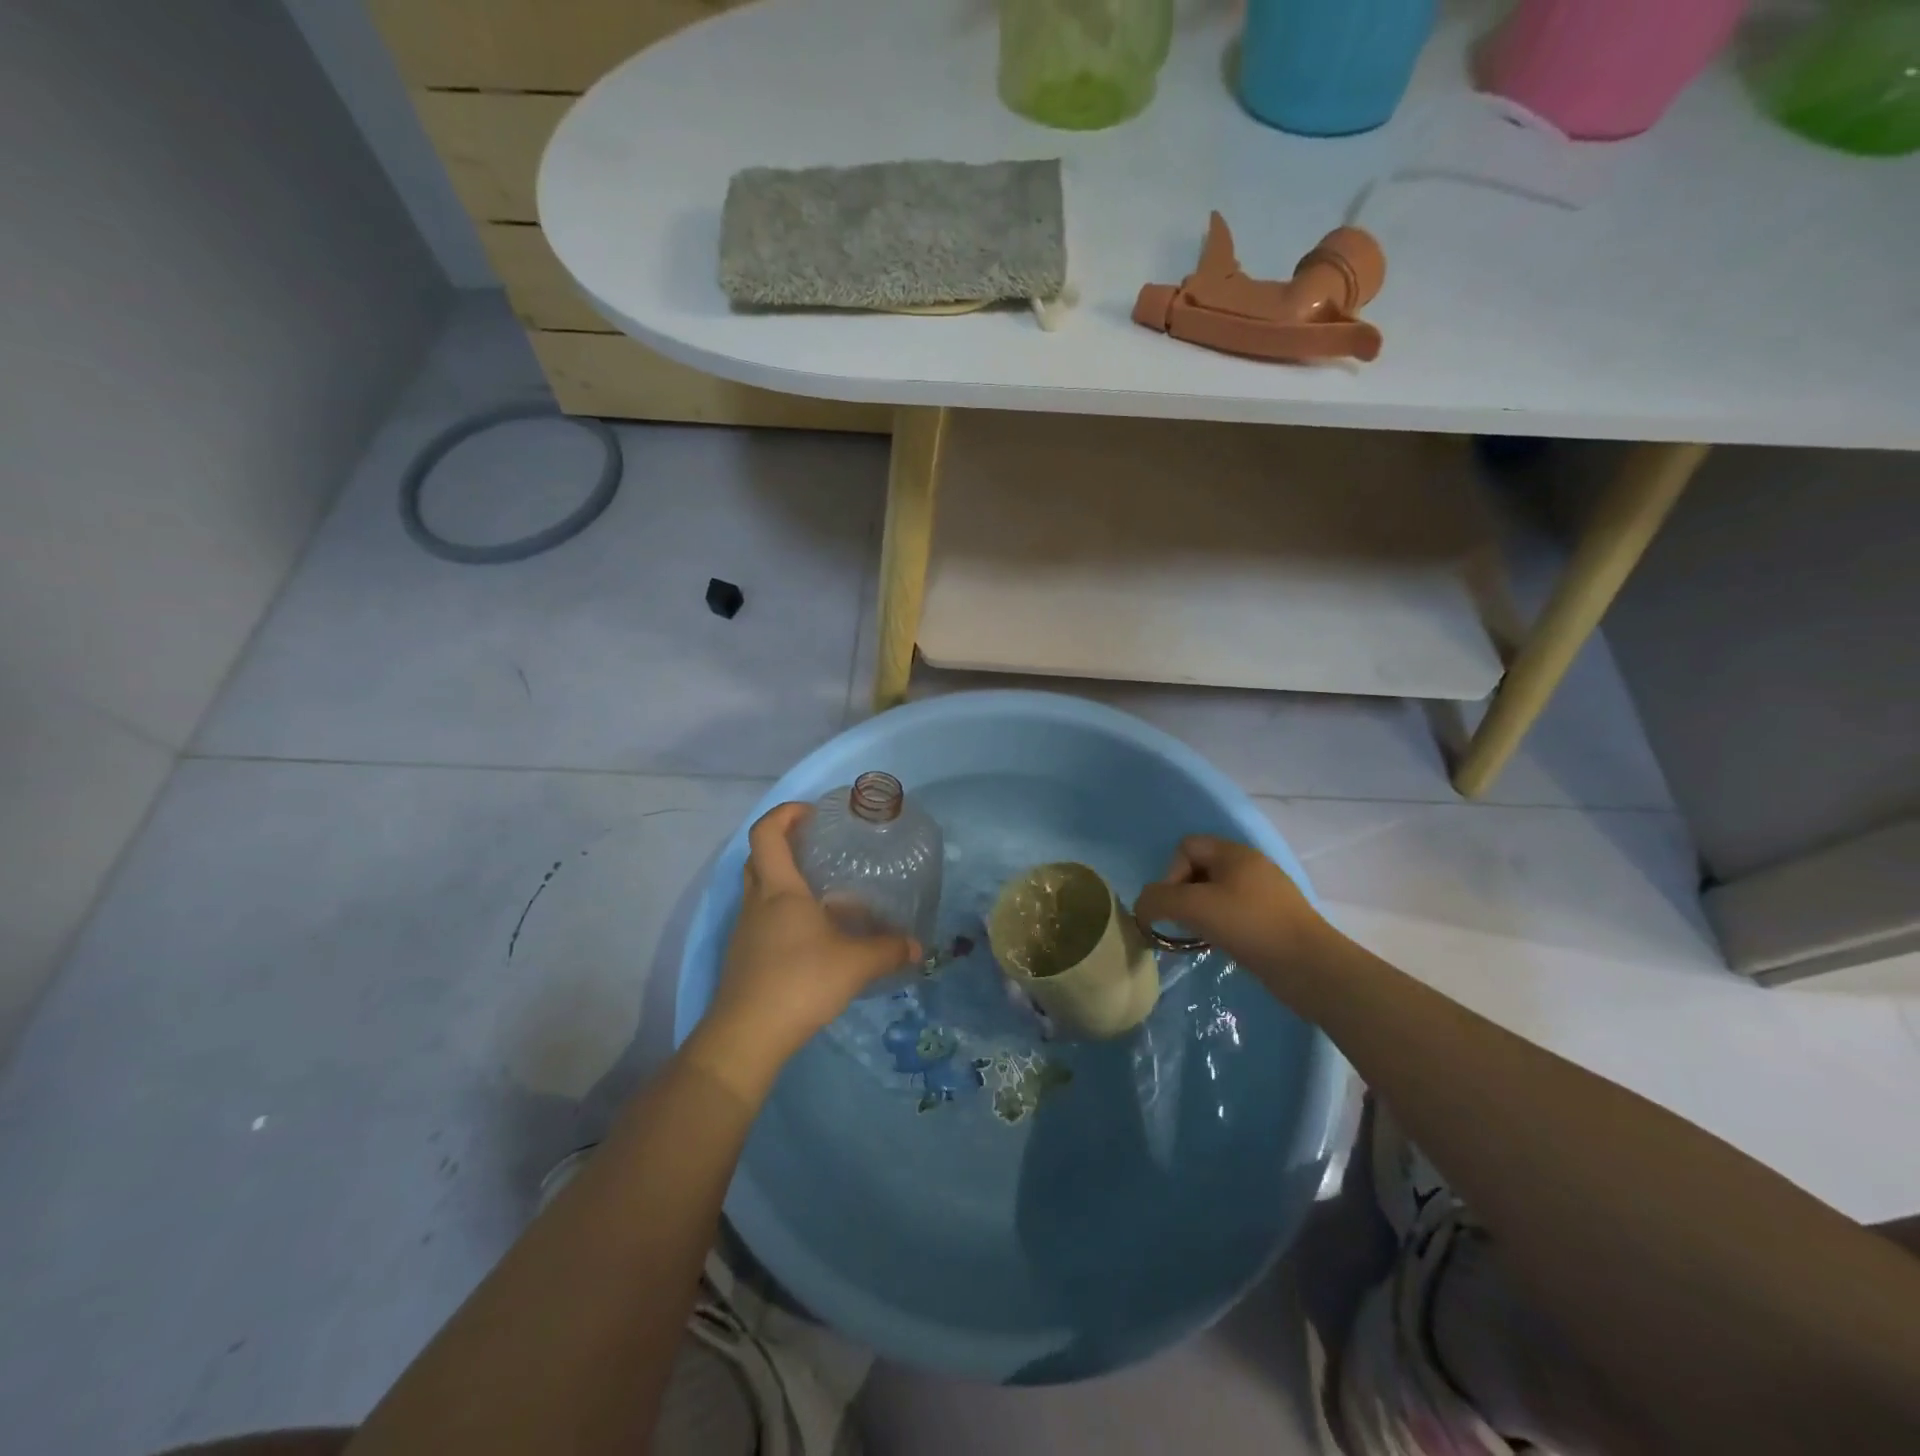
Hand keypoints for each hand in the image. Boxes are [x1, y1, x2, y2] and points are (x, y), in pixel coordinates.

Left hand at [688, 803, 921, 1099]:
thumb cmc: (800, 982)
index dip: (785, 814)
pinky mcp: (744, 957)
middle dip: (783, 843)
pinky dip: (783, 914)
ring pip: (759, 890)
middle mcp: (756, 903)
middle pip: (758, 857)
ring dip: (784, 881)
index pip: (766, 833)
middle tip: (816, 846)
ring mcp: (745, 931)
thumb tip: (918, 947)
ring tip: (823, 893)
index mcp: (779, 890)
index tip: (812, 813)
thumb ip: (889, 950)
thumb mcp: (855, 964)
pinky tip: (812, 936)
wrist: (747, 1036)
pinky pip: (762, 919)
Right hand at [1135, 836, 1333, 994]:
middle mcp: (1250, 865)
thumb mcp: (1194, 907)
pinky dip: (1220, 926)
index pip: (1186, 846)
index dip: (1171, 873)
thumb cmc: (1250, 926)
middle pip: (1199, 869)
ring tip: (1200, 936)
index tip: (1176, 905)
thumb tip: (1142, 907)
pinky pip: (1234, 912)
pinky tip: (1222, 945)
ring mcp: (1264, 893)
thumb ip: (1158, 900)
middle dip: (1183, 894)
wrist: (1310, 967)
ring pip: (1216, 893)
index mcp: (1234, 852)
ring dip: (1200, 913)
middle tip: (1184, 922)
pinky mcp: (1273, 919)